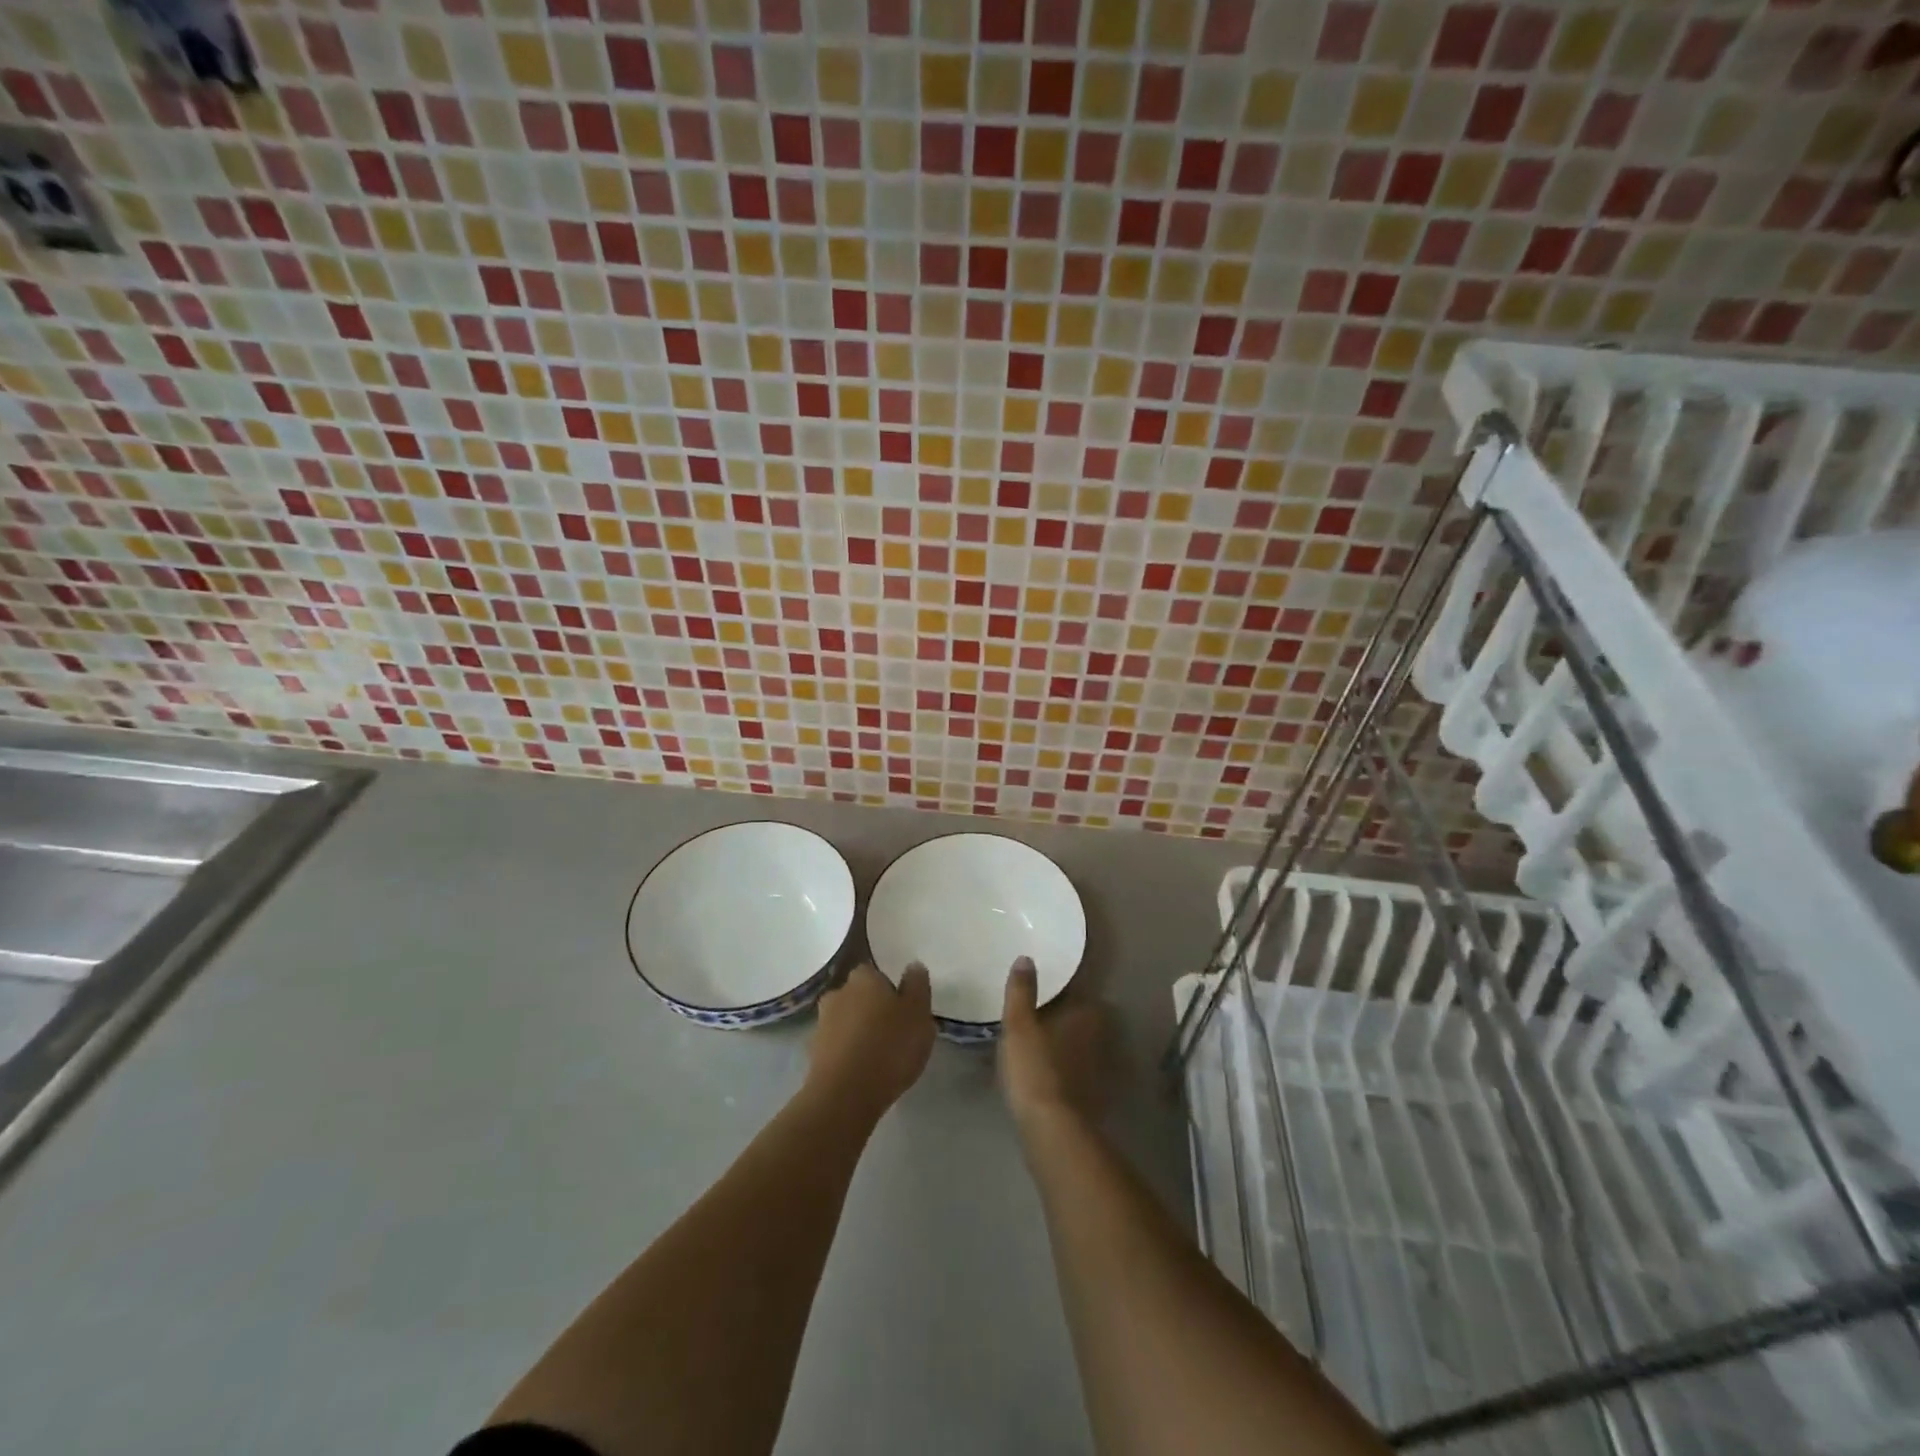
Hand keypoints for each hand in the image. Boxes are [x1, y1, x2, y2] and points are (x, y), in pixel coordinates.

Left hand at [808, 961, 933, 1116]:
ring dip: (860, 1033)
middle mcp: (838, 993)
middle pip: (859, 996)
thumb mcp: (918, 1013)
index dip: (890, 990)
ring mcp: (822, 1023)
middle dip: (873, 1010)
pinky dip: (849, 1054)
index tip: (904, 1010)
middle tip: (895, 1033)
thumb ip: (917, 986)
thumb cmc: (889, 1047)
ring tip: (881, 1057)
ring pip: (847, 1021)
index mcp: (863, 977)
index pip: (876, 973)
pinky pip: (838, 1046)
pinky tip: (864, 1072)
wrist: (845, 1094)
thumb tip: (913, 966)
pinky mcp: (814, 1053)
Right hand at [999, 957, 1104, 1128]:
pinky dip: (1062, 1065)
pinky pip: (1074, 1068)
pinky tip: (1043, 1069)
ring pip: (1078, 1043)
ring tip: (1035, 1038)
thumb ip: (1022, 992)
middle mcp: (1098, 1036)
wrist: (1052, 1130)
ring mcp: (1096, 1067)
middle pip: (1079, 1017)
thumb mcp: (1019, 1025)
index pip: (1077, 990)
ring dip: (1062, 1040)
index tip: (1043, 985)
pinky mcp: (1090, 1094)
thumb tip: (1026, 958)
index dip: (1061, 987)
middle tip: (1036, 1010)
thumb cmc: (1035, 1068)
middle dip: (1062, 1013)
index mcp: (1084, 1014)